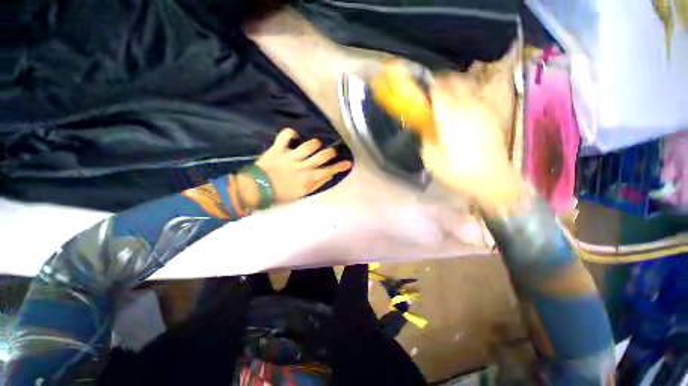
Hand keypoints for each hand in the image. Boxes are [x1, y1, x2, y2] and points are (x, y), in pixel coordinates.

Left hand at [237, 128, 352, 208]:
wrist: (258, 189)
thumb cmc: (281, 193)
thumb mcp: (302, 193)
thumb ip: (317, 184)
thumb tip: (329, 175)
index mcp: (308, 178)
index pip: (328, 171)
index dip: (340, 166)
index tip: (348, 163)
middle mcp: (302, 166)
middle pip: (322, 156)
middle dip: (330, 153)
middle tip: (331, 153)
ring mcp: (290, 157)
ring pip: (308, 145)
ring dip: (314, 144)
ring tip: (315, 145)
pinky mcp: (278, 149)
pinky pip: (285, 136)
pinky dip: (290, 133)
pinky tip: (294, 135)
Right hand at [421, 75, 526, 210]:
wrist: (492, 180)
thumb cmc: (457, 172)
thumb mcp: (430, 159)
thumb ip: (426, 137)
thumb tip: (426, 124)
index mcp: (450, 117)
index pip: (439, 89)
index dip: (428, 86)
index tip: (421, 89)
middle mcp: (468, 107)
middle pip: (455, 81)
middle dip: (442, 82)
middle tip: (433, 92)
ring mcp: (482, 109)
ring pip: (468, 86)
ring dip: (455, 87)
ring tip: (447, 98)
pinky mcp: (492, 115)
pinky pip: (477, 96)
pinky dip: (467, 96)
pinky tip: (462, 108)